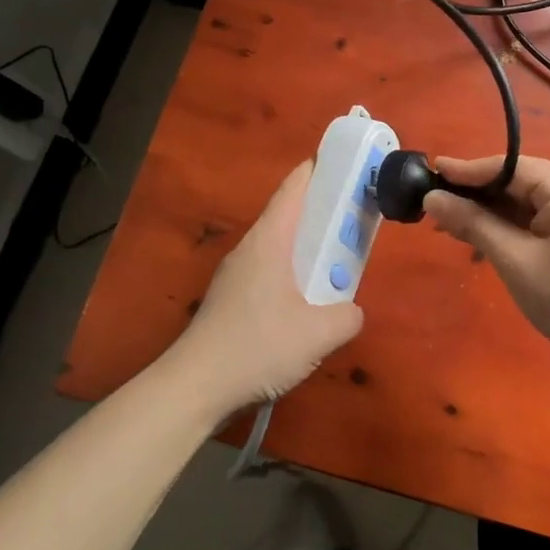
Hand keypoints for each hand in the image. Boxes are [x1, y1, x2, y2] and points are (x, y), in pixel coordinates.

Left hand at [167, 161, 363, 417]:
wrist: (194, 387)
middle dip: (323, 211)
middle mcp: (250, 248)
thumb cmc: (257, 348)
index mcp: (269, 241)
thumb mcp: (318, 334)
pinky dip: (294, 272)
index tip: (346, 162)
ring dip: (309, 248)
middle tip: (355, 216)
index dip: (319, 169)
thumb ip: (347, 316)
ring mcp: (236, 274)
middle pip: (289, 215)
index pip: (294, 188)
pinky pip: (270, 271)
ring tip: (339, 262)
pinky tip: (308, 302)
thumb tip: (352, 311)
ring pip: (280, 246)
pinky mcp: (231, 300)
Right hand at [424, 156, 549, 365]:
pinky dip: (518, 224)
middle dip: (480, 197)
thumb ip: (473, 223)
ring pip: (532, 199)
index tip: (431, 170)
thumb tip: (432, 199)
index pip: (510, 167)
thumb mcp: (515, 259)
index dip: (467, 172)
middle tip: (436, 207)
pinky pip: (547, 213)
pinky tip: (488, 235)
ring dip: (496, 213)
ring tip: (453, 224)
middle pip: (521, 181)